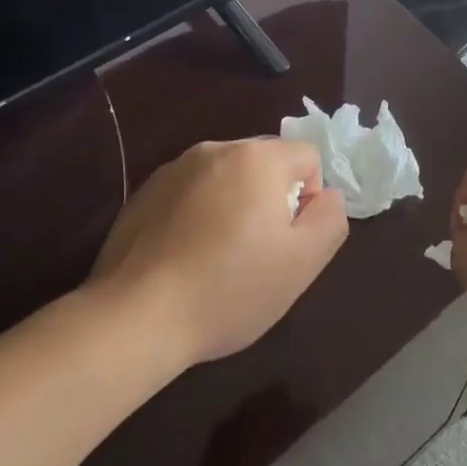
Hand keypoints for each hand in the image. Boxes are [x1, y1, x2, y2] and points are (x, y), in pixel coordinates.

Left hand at [91, 139, 348, 367]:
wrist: (136, 317)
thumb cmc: (229, 289)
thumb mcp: (302, 263)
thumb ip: (330, 219)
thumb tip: (326, 196)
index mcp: (258, 157)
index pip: (308, 157)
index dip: (309, 200)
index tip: (288, 243)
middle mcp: (217, 149)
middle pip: (265, 164)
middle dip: (270, 201)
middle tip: (257, 254)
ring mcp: (175, 168)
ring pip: (226, 178)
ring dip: (233, 207)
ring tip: (218, 260)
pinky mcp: (145, 192)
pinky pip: (190, 193)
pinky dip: (198, 216)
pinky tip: (185, 260)